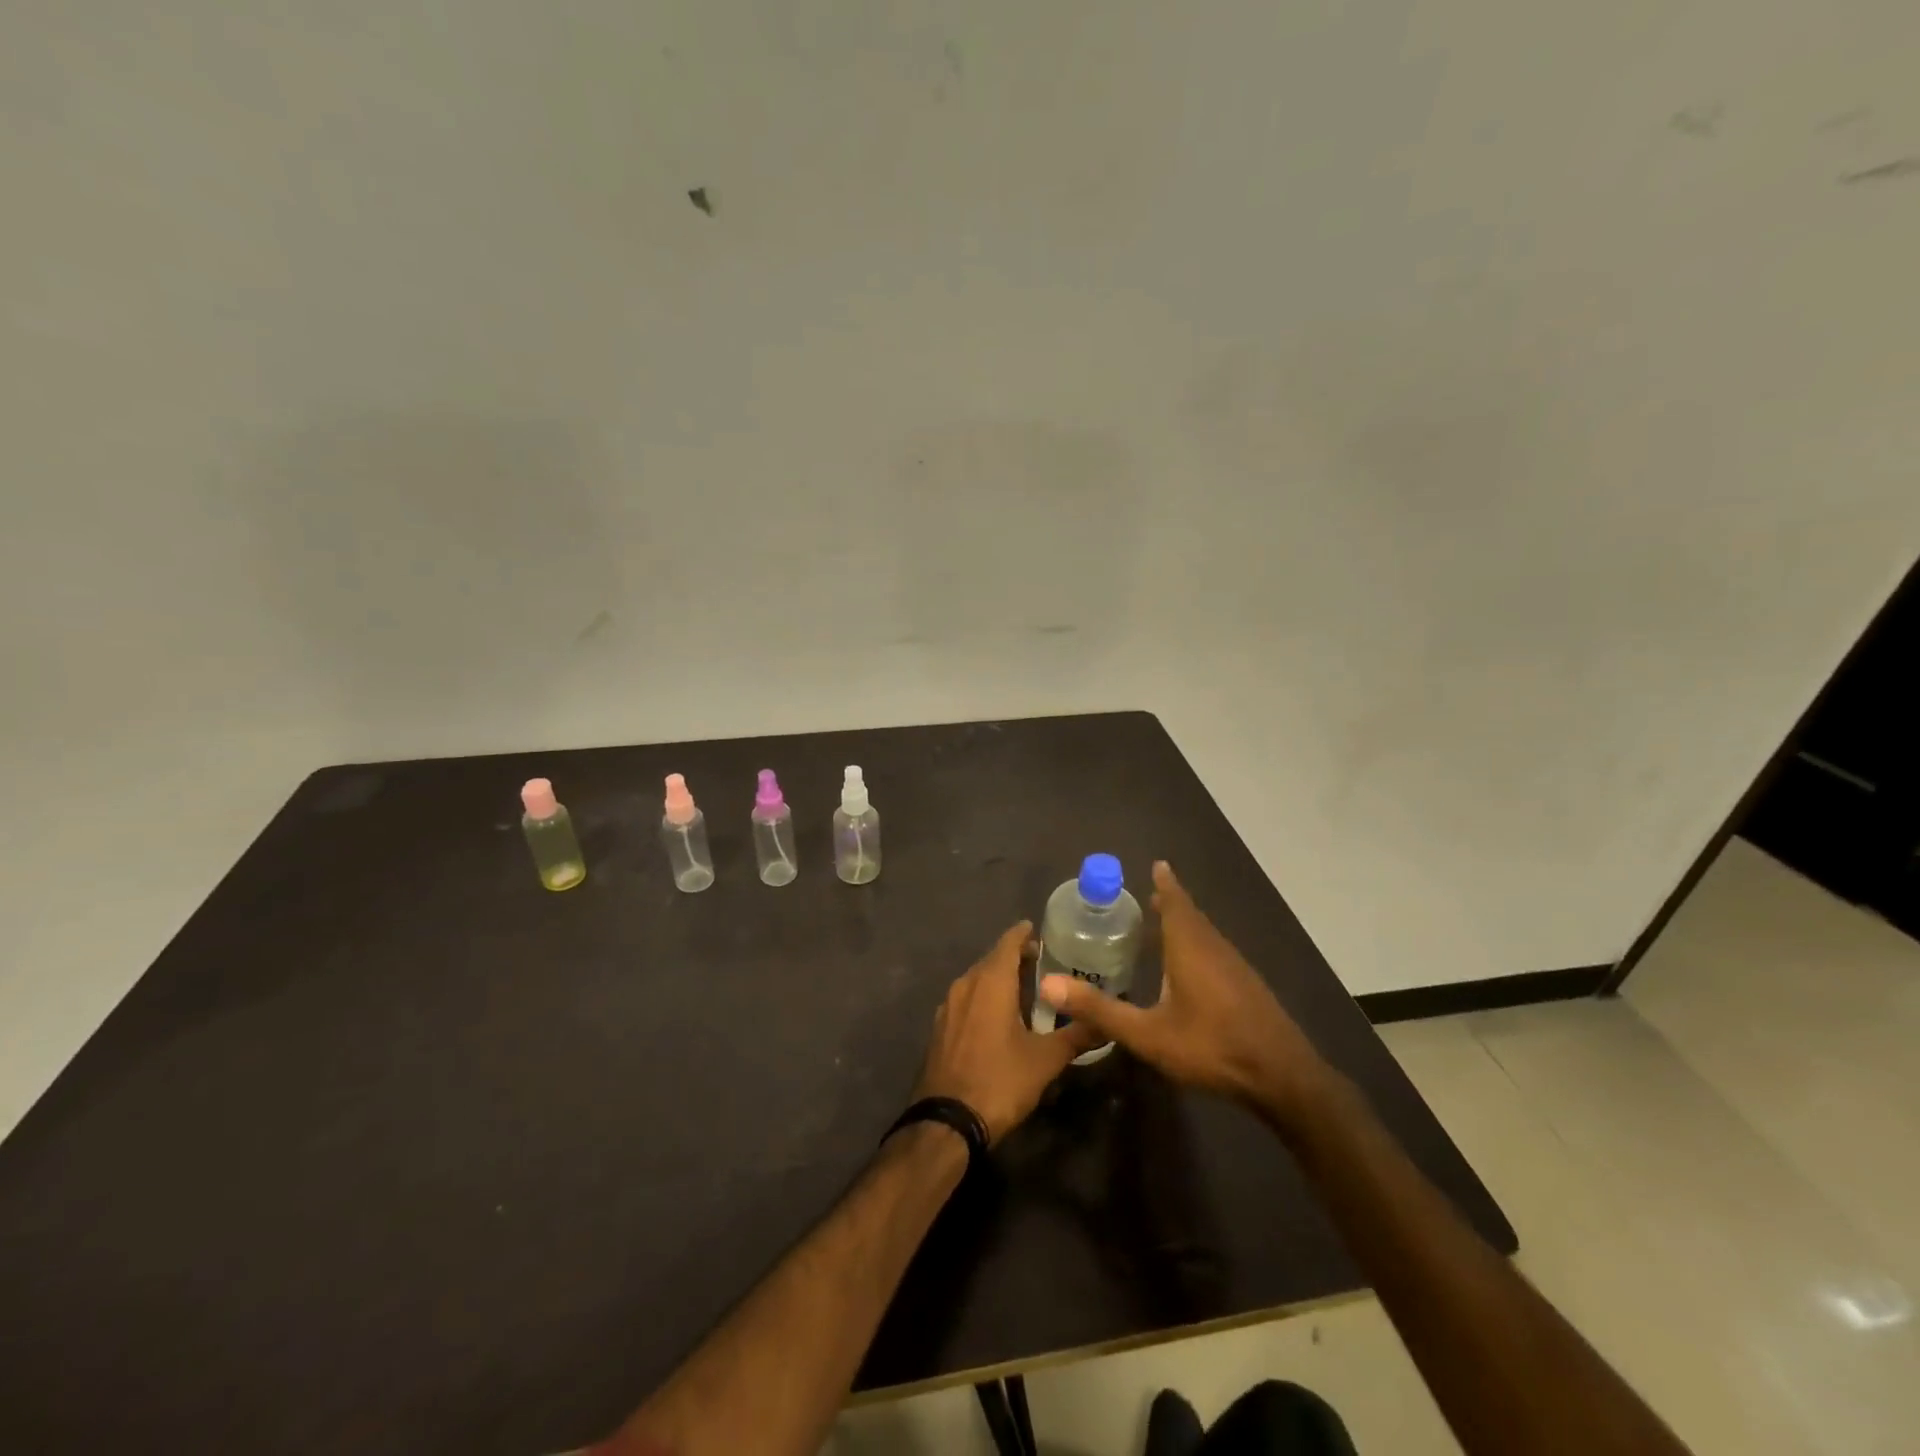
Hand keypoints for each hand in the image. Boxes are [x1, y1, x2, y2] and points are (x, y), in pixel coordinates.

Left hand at [916, 921, 1099, 1144]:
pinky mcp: (940, 1027)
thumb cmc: (999, 1081)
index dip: (1024, 934)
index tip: (1040, 931)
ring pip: (977, 980)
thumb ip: (1077, 1036)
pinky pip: (966, 999)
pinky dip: (984, 997)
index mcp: (990, 981)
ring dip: (999, 978)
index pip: (1008, 942)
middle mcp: (965, 984)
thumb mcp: (1045, 1060)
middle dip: (1015, 957)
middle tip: (1043, 963)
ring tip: (1025, 989)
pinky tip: (999, 1017)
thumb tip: (1107, 1023)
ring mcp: (948, 1006)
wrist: (947, 1122)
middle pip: (992, 959)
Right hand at [1039, 862, 1334, 1124]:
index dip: (1166, 884)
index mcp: (1190, 948)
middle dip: (1172, 902)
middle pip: (1191, 915)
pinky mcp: (1247, 987)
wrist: (1282, 1077)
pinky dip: (1198, 943)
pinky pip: (1215, 950)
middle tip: (1151, 894)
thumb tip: (1049, 984)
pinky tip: (1191, 966)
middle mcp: (1214, 948)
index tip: (1158, 864)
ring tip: (1166, 922)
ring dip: (1186, 923)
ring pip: (1206, 934)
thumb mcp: (1147, 1034)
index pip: (1176, 903)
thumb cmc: (1211, 1047)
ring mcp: (1236, 967)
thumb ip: (1100, 1009)